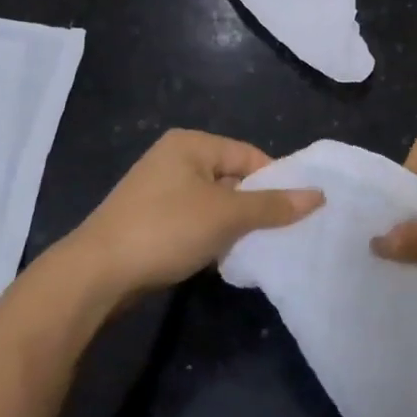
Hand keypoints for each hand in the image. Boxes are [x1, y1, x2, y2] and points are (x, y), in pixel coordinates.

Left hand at [65, 129, 321, 299]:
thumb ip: (273, 205)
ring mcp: (159, 189)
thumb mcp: (226, 216)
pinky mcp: (150, 219)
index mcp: (191, 144)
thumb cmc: (166, 229)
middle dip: (254, 206)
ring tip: (253, 250)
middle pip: (231, 178)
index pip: (248, 155)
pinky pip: (193, 221)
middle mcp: (174, 158)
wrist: (98, 273)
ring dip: (232, 226)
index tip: (297, 212)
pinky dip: (209, 237)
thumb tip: (318, 195)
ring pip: (213, 203)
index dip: (275, 181)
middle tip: (280, 235)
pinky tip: (220, 259)